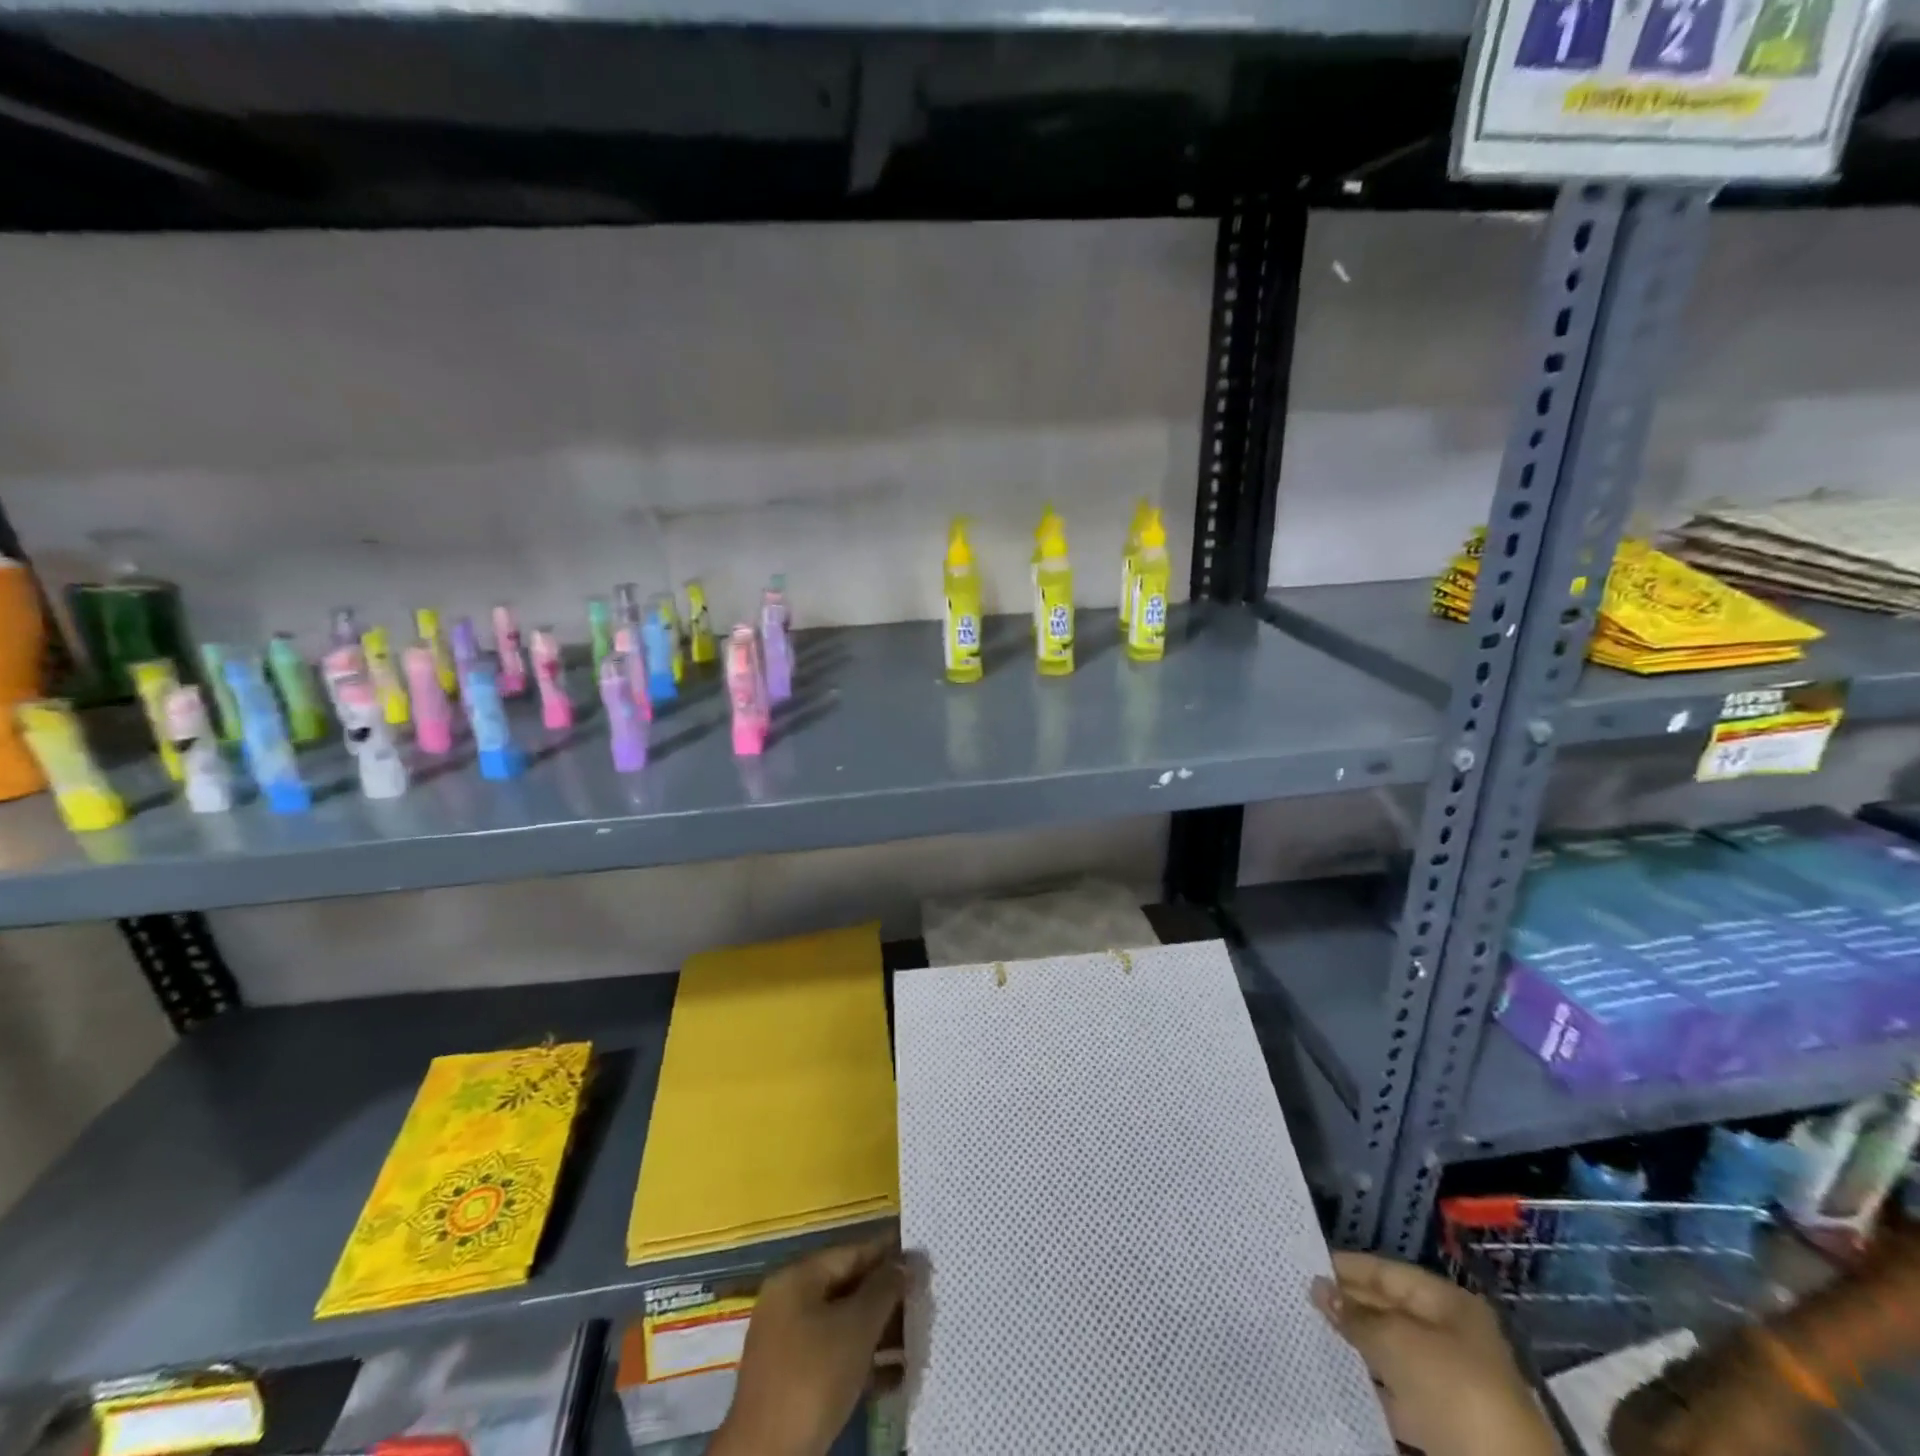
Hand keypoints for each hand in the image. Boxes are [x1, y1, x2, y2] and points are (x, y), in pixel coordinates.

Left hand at [711, 1238, 903, 1455]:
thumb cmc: (813, 1378)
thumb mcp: (856, 1327)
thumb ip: (884, 1289)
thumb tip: (904, 1263)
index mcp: (796, 1279)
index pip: (850, 1253)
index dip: (887, 1252)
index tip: (920, 1255)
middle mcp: (788, 1303)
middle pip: (846, 1288)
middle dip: (886, 1295)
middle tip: (924, 1297)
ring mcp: (788, 1345)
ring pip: (843, 1325)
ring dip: (879, 1331)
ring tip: (918, 1335)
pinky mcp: (794, 1383)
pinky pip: (835, 1357)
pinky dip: (864, 1361)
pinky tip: (898, 1375)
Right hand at [1314, 1251, 1557, 1455]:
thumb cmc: (1452, 1388)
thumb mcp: (1397, 1342)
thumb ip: (1355, 1315)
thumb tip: (1318, 1287)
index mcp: (1449, 1304)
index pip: (1388, 1273)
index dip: (1347, 1267)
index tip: (1305, 1264)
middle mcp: (1451, 1335)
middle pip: (1388, 1309)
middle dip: (1348, 1305)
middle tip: (1300, 1296)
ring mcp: (1449, 1381)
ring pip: (1390, 1351)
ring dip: (1355, 1344)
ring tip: (1309, 1330)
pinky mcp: (1442, 1421)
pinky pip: (1396, 1391)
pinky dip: (1370, 1383)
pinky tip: (1337, 1374)